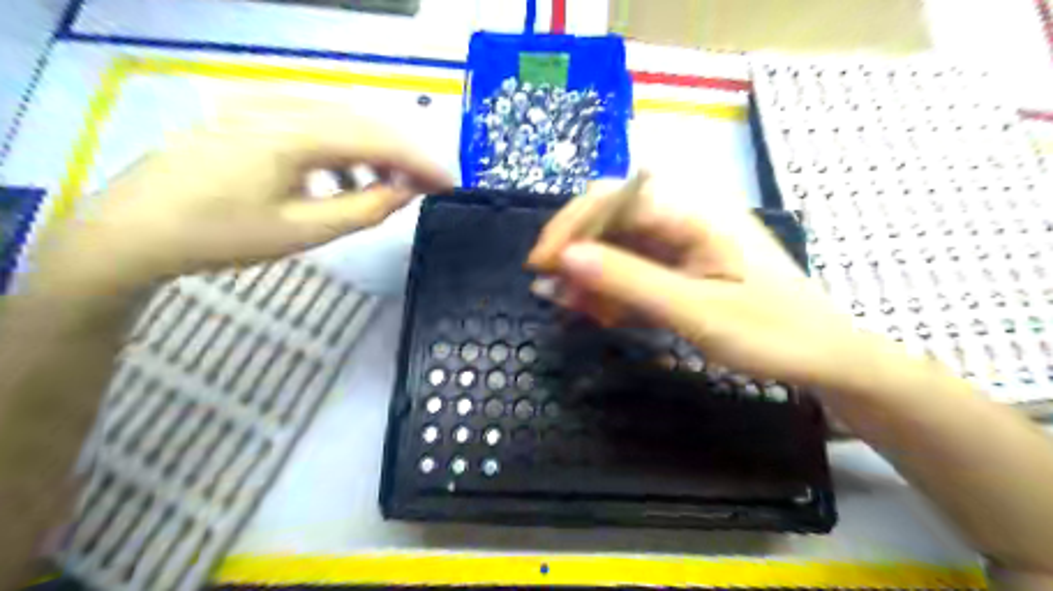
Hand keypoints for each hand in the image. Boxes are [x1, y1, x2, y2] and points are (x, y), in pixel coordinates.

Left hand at [30, 99, 450, 294]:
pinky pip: (312, 123)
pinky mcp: (249, 114)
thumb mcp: (304, 231)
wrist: (134, 231)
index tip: (450, 184)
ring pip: (340, 120)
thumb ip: (365, 209)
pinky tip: (341, 179)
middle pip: (364, 121)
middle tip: (427, 187)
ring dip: (373, 152)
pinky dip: (341, 150)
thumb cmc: (222, 236)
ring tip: (386, 189)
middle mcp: (281, 105)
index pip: (379, 138)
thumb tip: (408, 191)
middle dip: (403, 154)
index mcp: (293, 133)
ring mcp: (261, 105)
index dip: (421, 161)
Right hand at [525, 175, 863, 387]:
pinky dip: (610, 287)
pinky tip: (601, 312)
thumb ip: (629, 281)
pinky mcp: (681, 262)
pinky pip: (633, 265)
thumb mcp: (696, 311)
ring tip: (572, 308)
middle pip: (611, 214)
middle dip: (575, 249)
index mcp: (694, 211)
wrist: (822, 356)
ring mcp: (683, 239)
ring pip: (617, 242)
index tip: (541, 266)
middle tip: (550, 289)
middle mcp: (684, 214)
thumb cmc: (771, 333)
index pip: (614, 198)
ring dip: (589, 272)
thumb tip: (566, 259)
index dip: (571, 226)